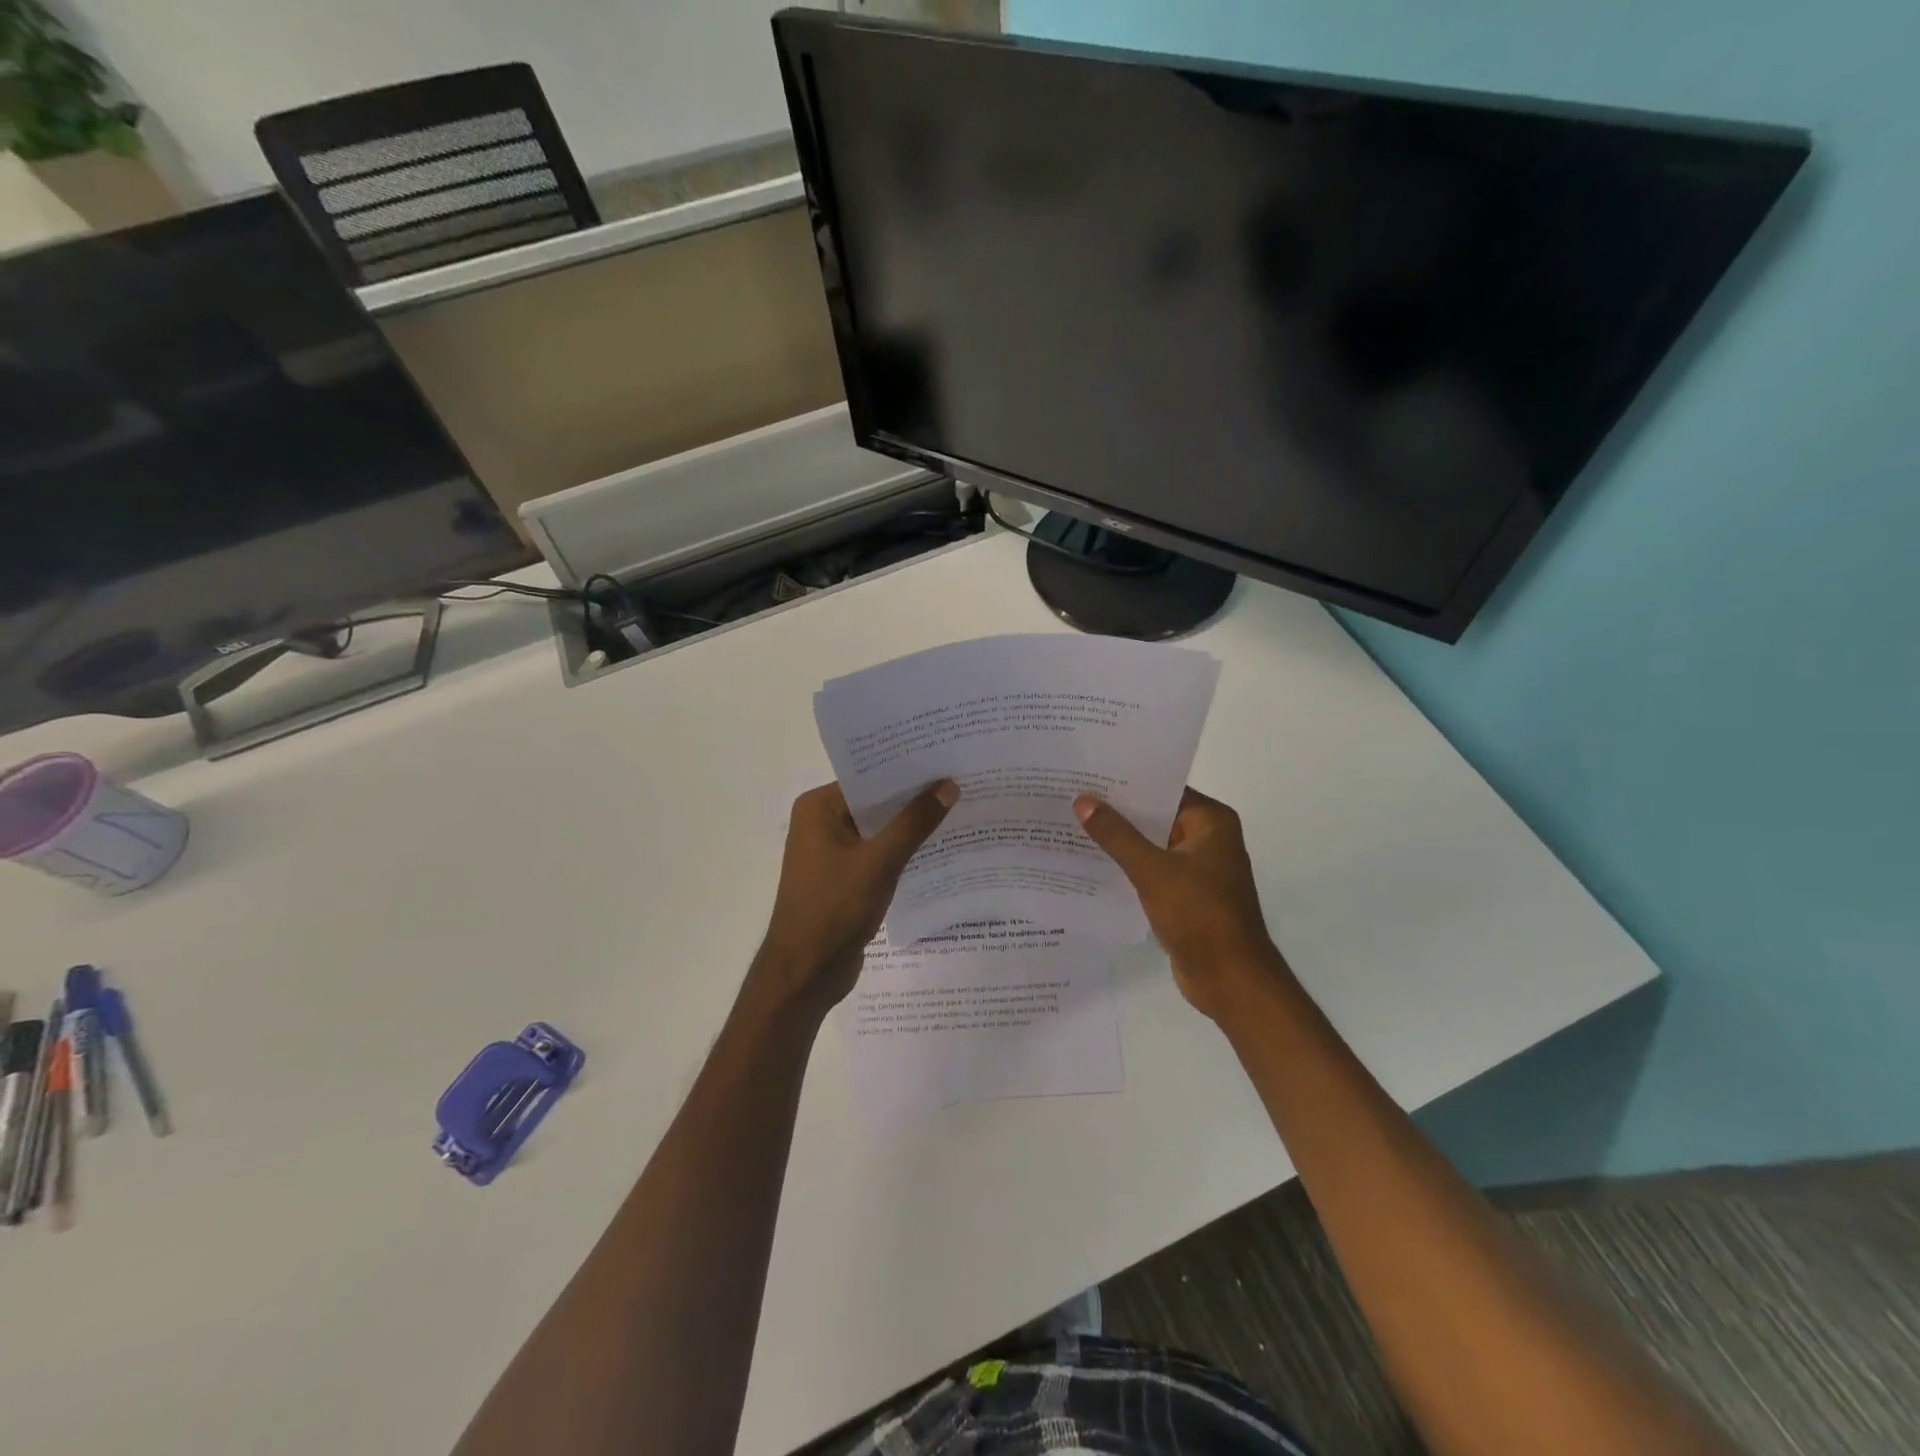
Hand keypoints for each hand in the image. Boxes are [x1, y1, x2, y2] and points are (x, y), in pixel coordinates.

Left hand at [750, 779, 958, 1015]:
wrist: (806, 974)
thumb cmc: (834, 909)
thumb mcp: (879, 862)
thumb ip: (914, 823)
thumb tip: (948, 785)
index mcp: (818, 808)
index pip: (869, 778)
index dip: (907, 770)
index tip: (946, 759)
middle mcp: (821, 822)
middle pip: (876, 802)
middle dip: (914, 797)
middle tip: (961, 781)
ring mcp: (832, 851)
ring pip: (880, 829)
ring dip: (911, 825)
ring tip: (959, 809)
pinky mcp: (845, 877)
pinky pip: (879, 853)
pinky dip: (903, 850)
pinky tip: (939, 847)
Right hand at [1074, 787, 1290, 1020]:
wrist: (1230, 979)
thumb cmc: (1199, 915)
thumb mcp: (1152, 870)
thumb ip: (1116, 835)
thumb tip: (1083, 800)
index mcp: (1211, 821)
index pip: (1163, 788)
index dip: (1126, 781)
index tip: (1087, 773)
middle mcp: (1207, 838)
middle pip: (1155, 815)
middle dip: (1116, 811)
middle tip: (1070, 797)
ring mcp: (1197, 868)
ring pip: (1150, 844)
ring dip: (1118, 840)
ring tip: (1071, 825)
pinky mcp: (1185, 894)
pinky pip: (1150, 870)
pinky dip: (1126, 867)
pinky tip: (1090, 863)